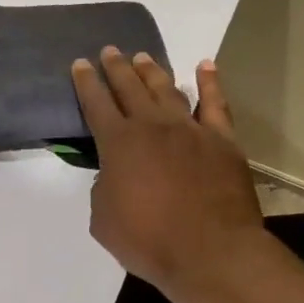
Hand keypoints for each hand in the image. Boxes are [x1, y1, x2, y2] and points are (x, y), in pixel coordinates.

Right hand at [71, 48, 264, 295]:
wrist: (211, 252)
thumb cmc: (149, 241)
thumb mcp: (104, 220)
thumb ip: (104, 189)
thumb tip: (114, 175)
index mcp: (118, 144)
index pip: (96, 104)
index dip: (86, 83)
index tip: (80, 64)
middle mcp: (152, 126)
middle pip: (130, 88)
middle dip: (116, 68)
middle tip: (110, 51)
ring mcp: (190, 129)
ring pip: (167, 89)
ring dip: (152, 71)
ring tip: (143, 57)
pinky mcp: (222, 140)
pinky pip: (216, 103)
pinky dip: (210, 82)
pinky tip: (205, 66)